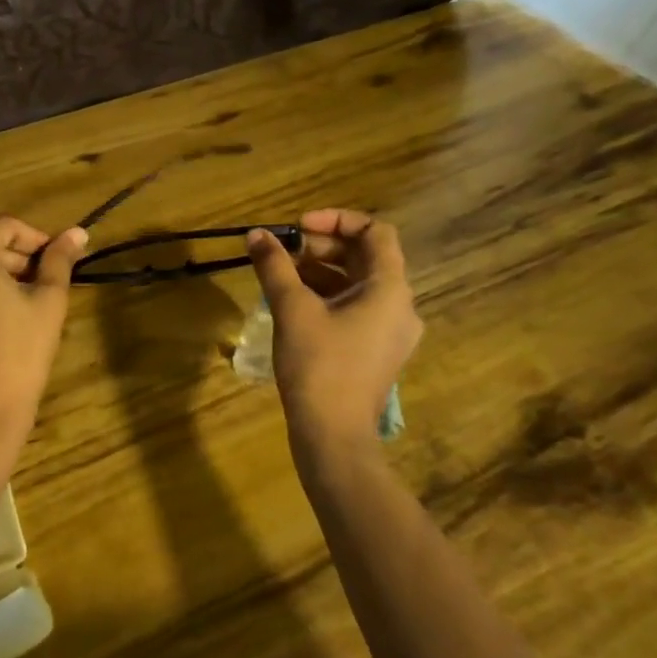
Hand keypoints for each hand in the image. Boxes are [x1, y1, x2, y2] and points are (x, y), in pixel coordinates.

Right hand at [246, 209, 422, 447]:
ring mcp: (391, 331)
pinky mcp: (376, 351)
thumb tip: (256, 234)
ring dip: (322, 271)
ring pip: (358, 284)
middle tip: (284, 251)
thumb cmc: (318, 366)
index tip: (298, 227)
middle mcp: (400, 306)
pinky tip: (293, 304)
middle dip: (323, 246)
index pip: (375, 232)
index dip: (336, 220)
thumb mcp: (292, 309)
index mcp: (390, 289)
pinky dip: (328, 296)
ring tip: (281, 275)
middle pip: (366, 257)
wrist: (333, 437)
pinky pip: (356, 308)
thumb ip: (274, 266)